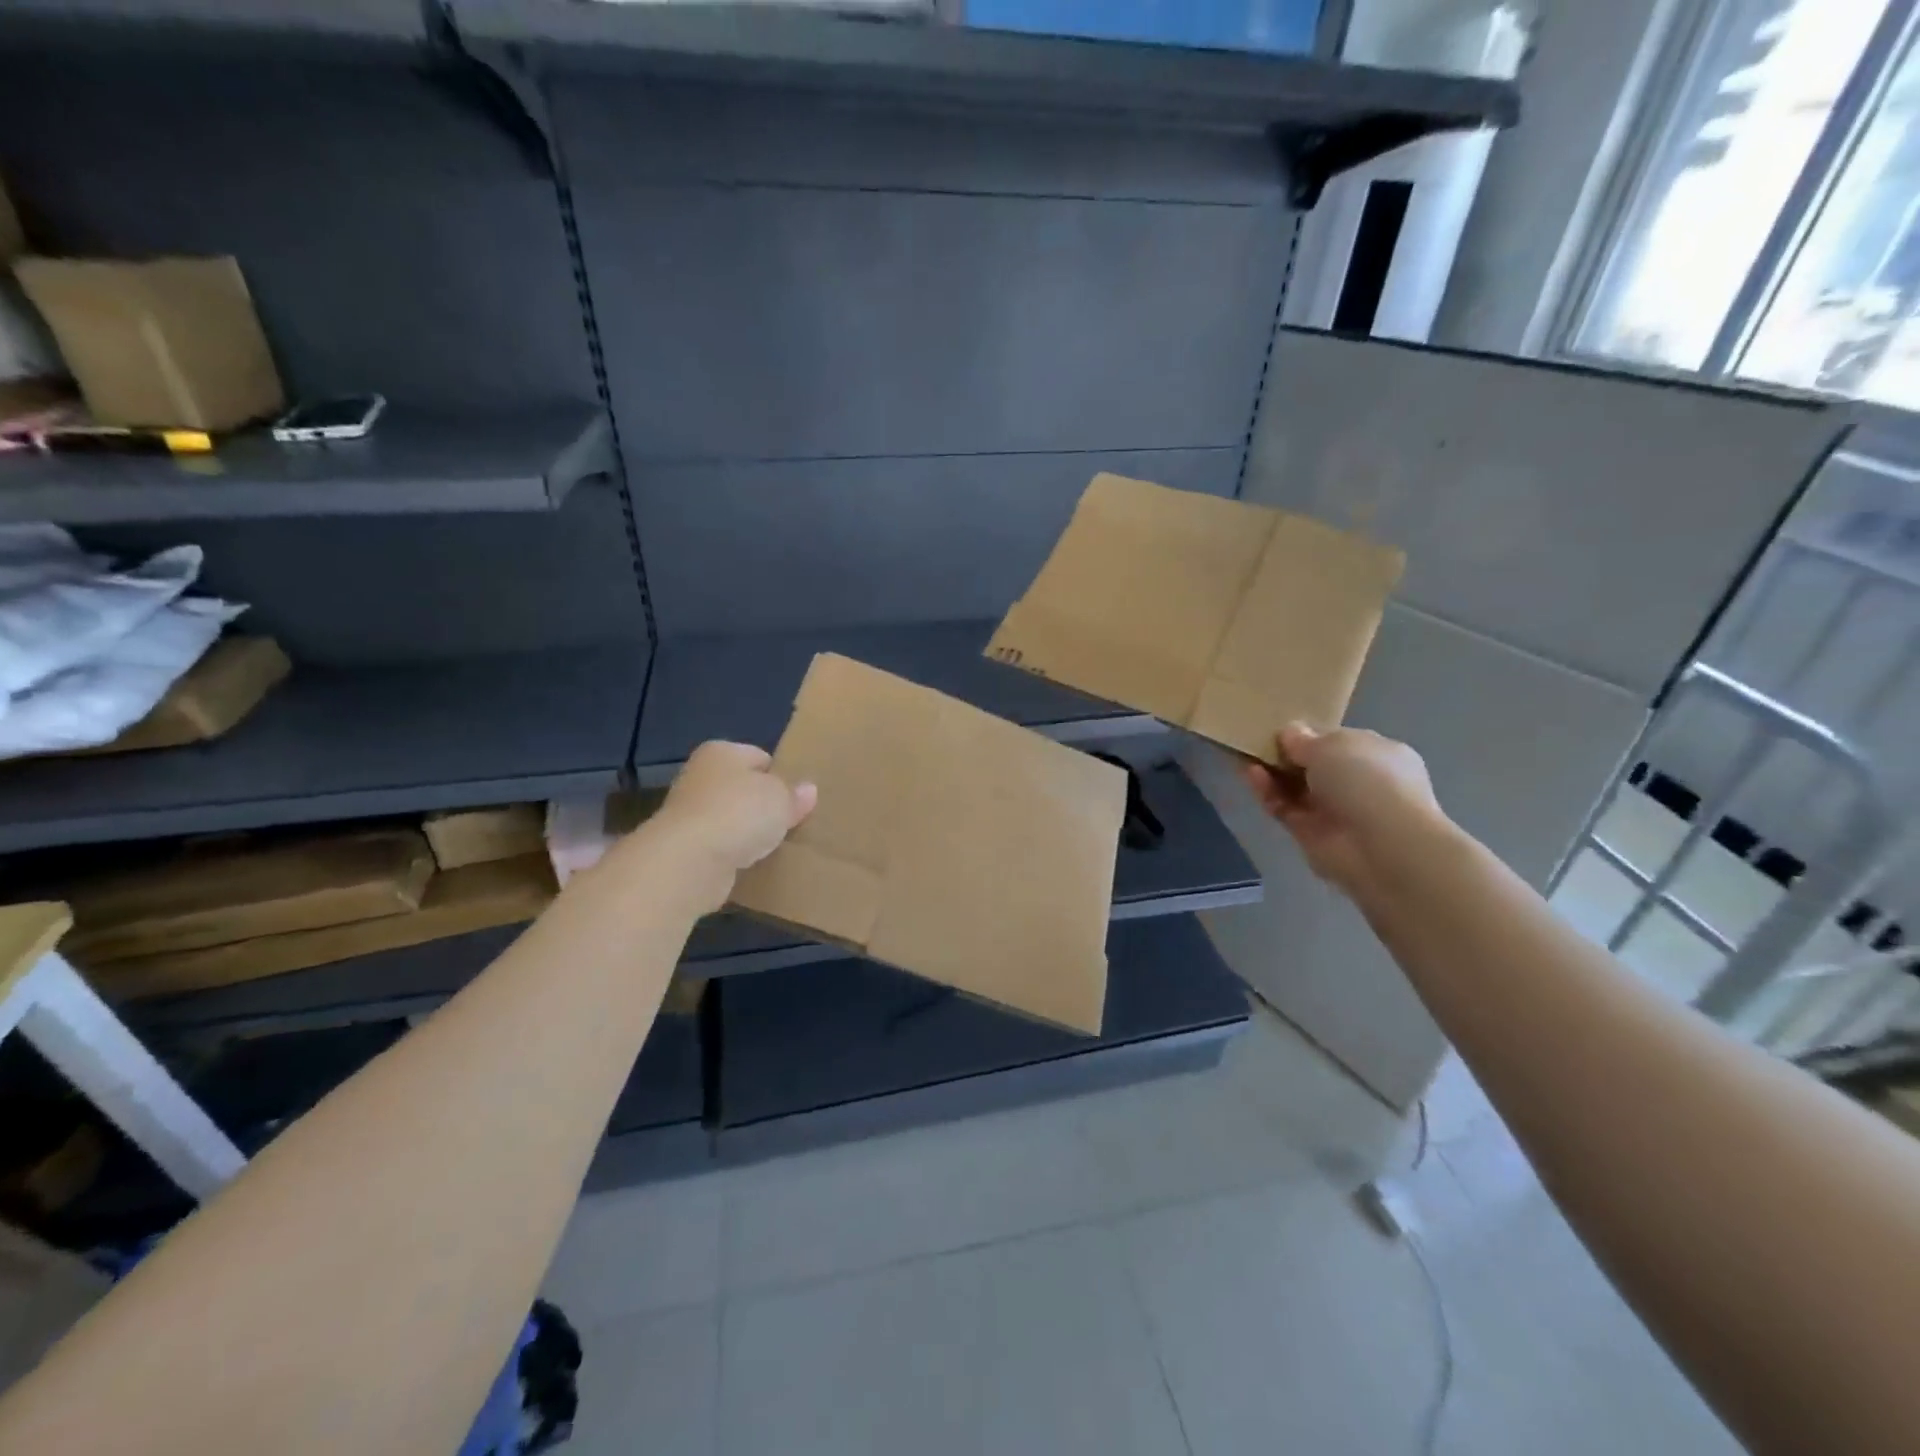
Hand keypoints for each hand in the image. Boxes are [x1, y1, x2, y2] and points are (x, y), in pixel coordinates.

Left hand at [651, 741, 816, 905]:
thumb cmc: (739, 812)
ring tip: (775, 845)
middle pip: (742, 788)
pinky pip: (720, 845)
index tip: (798, 797)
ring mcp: (688, 813)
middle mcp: (699, 776)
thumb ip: (795, 794)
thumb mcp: (781, 798)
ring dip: (748, 832)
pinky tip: (752, 863)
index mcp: (721, 752)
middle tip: (791, 822)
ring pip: (730, 818)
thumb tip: (808, 790)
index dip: (781, 775)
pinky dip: (734, 853)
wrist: (689, 861)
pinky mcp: (685, 848)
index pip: (759, 757)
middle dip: (763, 805)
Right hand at [1243, 724, 1445, 898]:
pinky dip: (1267, 791)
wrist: (1381, 845)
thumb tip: (1288, 733)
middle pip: (1312, 765)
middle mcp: (1357, 782)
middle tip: (1256, 740)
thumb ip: (1304, 739)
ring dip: (1271, 772)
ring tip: (1244, 754)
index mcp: (1377, 755)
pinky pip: (1284, 807)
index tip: (1280, 728)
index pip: (1336, 741)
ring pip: (1294, 787)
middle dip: (1285, 754)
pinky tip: (1250, 774)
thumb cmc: (1367, 780)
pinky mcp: (1310, 833)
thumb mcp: (1332, 744)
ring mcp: (1333, 810)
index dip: (1308, 734)